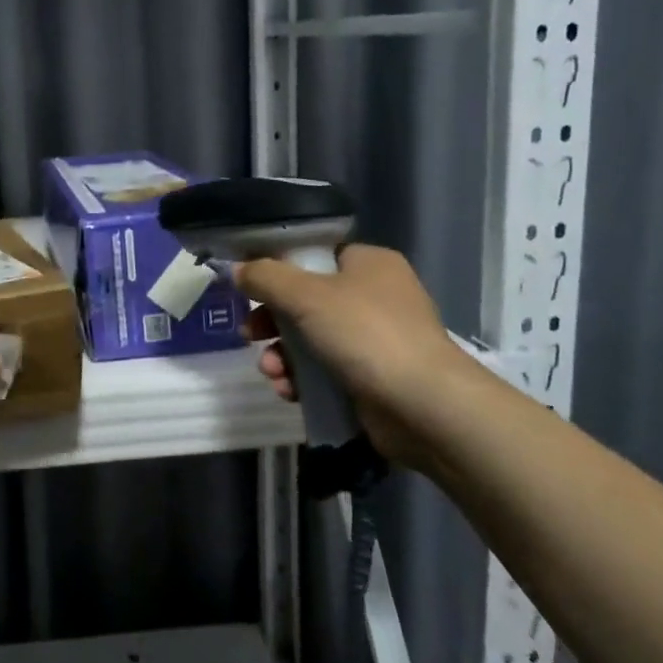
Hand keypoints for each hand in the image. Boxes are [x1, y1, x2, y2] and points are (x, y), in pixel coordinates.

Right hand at [236, 244, 461, 468]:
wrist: (423, 406)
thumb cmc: (365, 334)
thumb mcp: (305, 295)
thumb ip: (265, 277)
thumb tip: (238, 270)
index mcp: (368, 263)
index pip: (314, 256)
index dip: (278, 270)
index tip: (250, 290)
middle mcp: (375, 295)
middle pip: (306, 300)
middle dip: (272, 322)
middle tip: (250, 334)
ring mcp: (376, 339)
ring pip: (311, 339)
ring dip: (282, 355)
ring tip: (271, 372)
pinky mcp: (373, 377)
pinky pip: (325, 370)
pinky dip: (303, 379)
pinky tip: (289, 391)